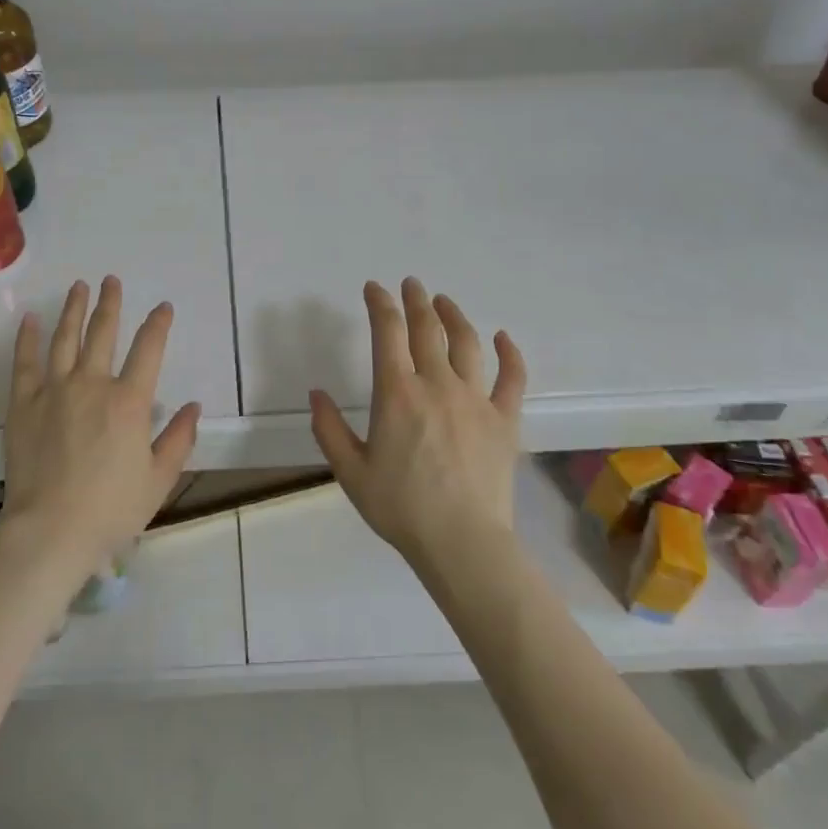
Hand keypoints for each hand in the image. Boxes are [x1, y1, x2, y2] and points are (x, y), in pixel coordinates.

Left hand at [0, 276, 200, 578]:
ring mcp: (54, 391)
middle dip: (110, 303)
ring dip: (74, 309)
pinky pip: (24, 363)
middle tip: (111, 281)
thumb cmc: (110, 510)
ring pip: (65, 338)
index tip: (163, 307)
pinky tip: (29, 319)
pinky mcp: (23, 404)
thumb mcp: (158, 480)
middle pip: (103, 333)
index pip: (149, 350)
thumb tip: (193, 406)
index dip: (158, 324)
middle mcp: (92, 385)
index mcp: (129, 402)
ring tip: (79, 287)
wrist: (50, 532)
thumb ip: (178, 439)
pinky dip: (26, 338)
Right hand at [310, 279, 526, 571]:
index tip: (374, 288)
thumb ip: (328, 429)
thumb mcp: (350, 472)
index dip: (380, 303)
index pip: (388, 332)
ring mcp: (475, 399)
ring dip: (453, 315)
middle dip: (416, 300)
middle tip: (411, 284)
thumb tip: (316, 394)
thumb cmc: (401, 508)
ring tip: (444, 302)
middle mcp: (437, 384)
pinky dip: (509, 354)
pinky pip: (512, 378)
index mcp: (397, 393)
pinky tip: (503, 338)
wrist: (462, 544)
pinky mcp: (504, 420)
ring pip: (467, 343)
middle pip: (427, 328)